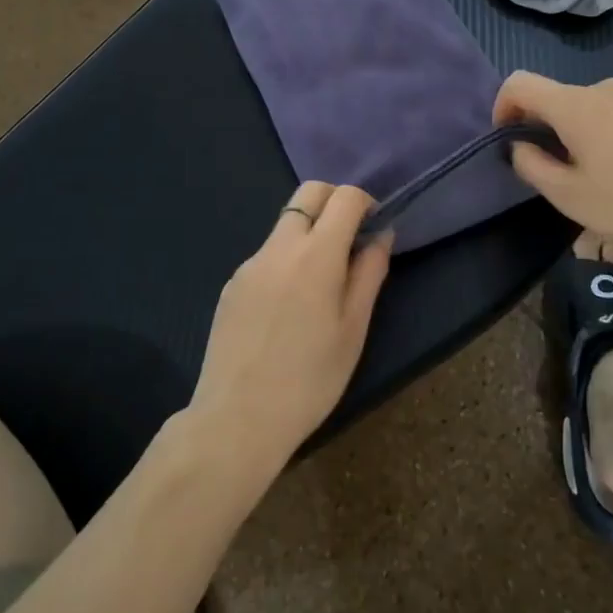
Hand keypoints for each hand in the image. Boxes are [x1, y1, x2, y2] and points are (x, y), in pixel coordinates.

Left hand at [189, 183, 392, 484]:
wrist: (237, 418)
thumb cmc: (310, 379)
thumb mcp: (353, 329)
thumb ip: (369, 273)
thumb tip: (381, 235)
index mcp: (316, 254)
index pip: (345, 197)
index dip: (365, 203)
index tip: (374, 228)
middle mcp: (279, 246)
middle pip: (308, 193)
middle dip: (334, 202)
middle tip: (350, 240)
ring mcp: (250, 263)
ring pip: (285, 225)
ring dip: (309, 233)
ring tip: (320, 285)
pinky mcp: (232, 284)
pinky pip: (266, 255)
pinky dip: (286, 261)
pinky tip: (287, 309)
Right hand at [493, 72, 612, 253]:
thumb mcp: (569, 195)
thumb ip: (531, 165)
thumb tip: (520, 145)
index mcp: (574, 104)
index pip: (519, 83)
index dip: (502, 107)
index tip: (509, 140)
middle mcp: (601, 87)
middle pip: (553, 97)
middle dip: (541, 128)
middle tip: (553, 172)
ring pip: (583, 106)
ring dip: (573, 132)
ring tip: (591, 175)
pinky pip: (611, 111)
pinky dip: (600, 132)